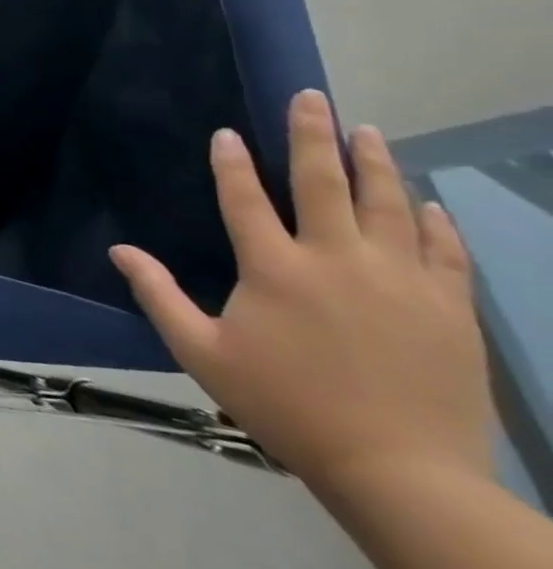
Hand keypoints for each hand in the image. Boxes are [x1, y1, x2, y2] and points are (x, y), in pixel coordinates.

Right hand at [111, 90, 492, 495]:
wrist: (400, 472)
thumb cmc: (285, 405)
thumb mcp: (201, 352)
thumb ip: (158, 294)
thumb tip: (119, 249)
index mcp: (274, 268)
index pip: (246, 198)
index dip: (232, 163)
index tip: (228, 133)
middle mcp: (337, 260)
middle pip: (324, 183)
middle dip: (314, 135)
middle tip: (313, 97)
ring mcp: (400, 281)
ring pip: (388, 205)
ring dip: (375, 163)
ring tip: (367, 130)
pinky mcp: (448, 308)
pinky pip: (442, 250)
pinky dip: (432, 221)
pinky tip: (426, 201)